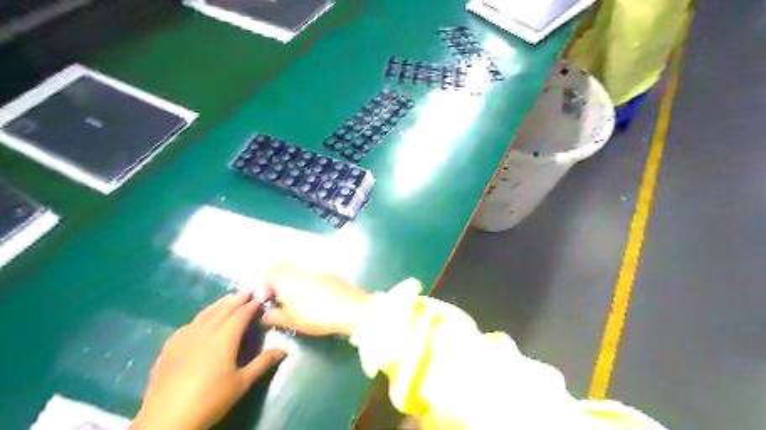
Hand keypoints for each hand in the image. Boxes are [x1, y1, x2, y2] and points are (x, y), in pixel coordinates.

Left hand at [131, 293, 286, 429]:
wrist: (166, 419)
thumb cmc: (210, 399)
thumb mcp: (242, 383)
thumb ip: (263, 363)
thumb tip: (284, 350)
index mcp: (224, 337)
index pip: (241, 314)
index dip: (252, 305)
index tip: (261, 298)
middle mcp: (205, 331)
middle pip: (223, 309)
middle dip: (237, 299)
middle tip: (247, 292)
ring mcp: (185, 337)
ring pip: (205, 313)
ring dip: (219, 304)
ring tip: (228, 299)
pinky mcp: (170, 346)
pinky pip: (190, 323)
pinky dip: (201, 316)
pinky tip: (201, 320)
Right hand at [262, 266, 371, 339]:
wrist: (352, 308)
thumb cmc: (317, 314)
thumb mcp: (291, 320)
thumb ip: (274, 316)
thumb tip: (264, 315)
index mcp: (286, 276)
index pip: (266, 273)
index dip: (263, 287)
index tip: (267, 301)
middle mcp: (299, 267)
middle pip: (281, 269)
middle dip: (276, 283)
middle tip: (279, 301)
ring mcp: (315, 268)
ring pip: (296, 271)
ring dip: (291, 282)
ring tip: (294, 301)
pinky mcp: (328, 273)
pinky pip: (310, 274)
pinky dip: (305, 282)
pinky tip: (311, 297)